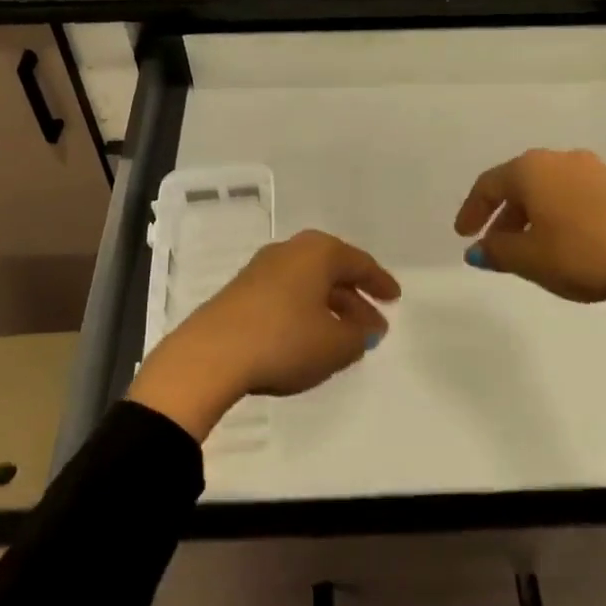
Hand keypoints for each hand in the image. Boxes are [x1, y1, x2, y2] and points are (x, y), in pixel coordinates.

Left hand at [128, 231, 400, 440]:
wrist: (211, 355)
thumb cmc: (284, 341)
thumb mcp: (335, 345)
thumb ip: (358, 336)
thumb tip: (364, 329)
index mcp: (318, 252)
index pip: (359, 263)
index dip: (380, 282)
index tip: (395, 298)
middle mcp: (290, 251)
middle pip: (332, 272)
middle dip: (354, 299)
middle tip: (373, 325)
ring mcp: (261, 270)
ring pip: (307, 285)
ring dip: (329, 309)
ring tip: (343, 338)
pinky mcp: (240, 292)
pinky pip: (286, 296)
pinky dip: (304, 314)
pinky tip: (308, 339)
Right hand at [453, 149, 605, 316]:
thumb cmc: (580, 252)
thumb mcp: (529, 259)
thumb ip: (497, 251)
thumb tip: (478, 250)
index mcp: (531, 169)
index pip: (489, 184)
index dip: (472, 210)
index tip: (463, 234)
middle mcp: (561, 160)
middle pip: (521, 184)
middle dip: (505, 215)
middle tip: (496, 244)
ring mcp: (596, 170)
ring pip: (552, 190)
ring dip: (535, 216)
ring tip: (533, 247)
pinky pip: (578, 197)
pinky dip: (563, 216)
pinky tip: (569, 243)